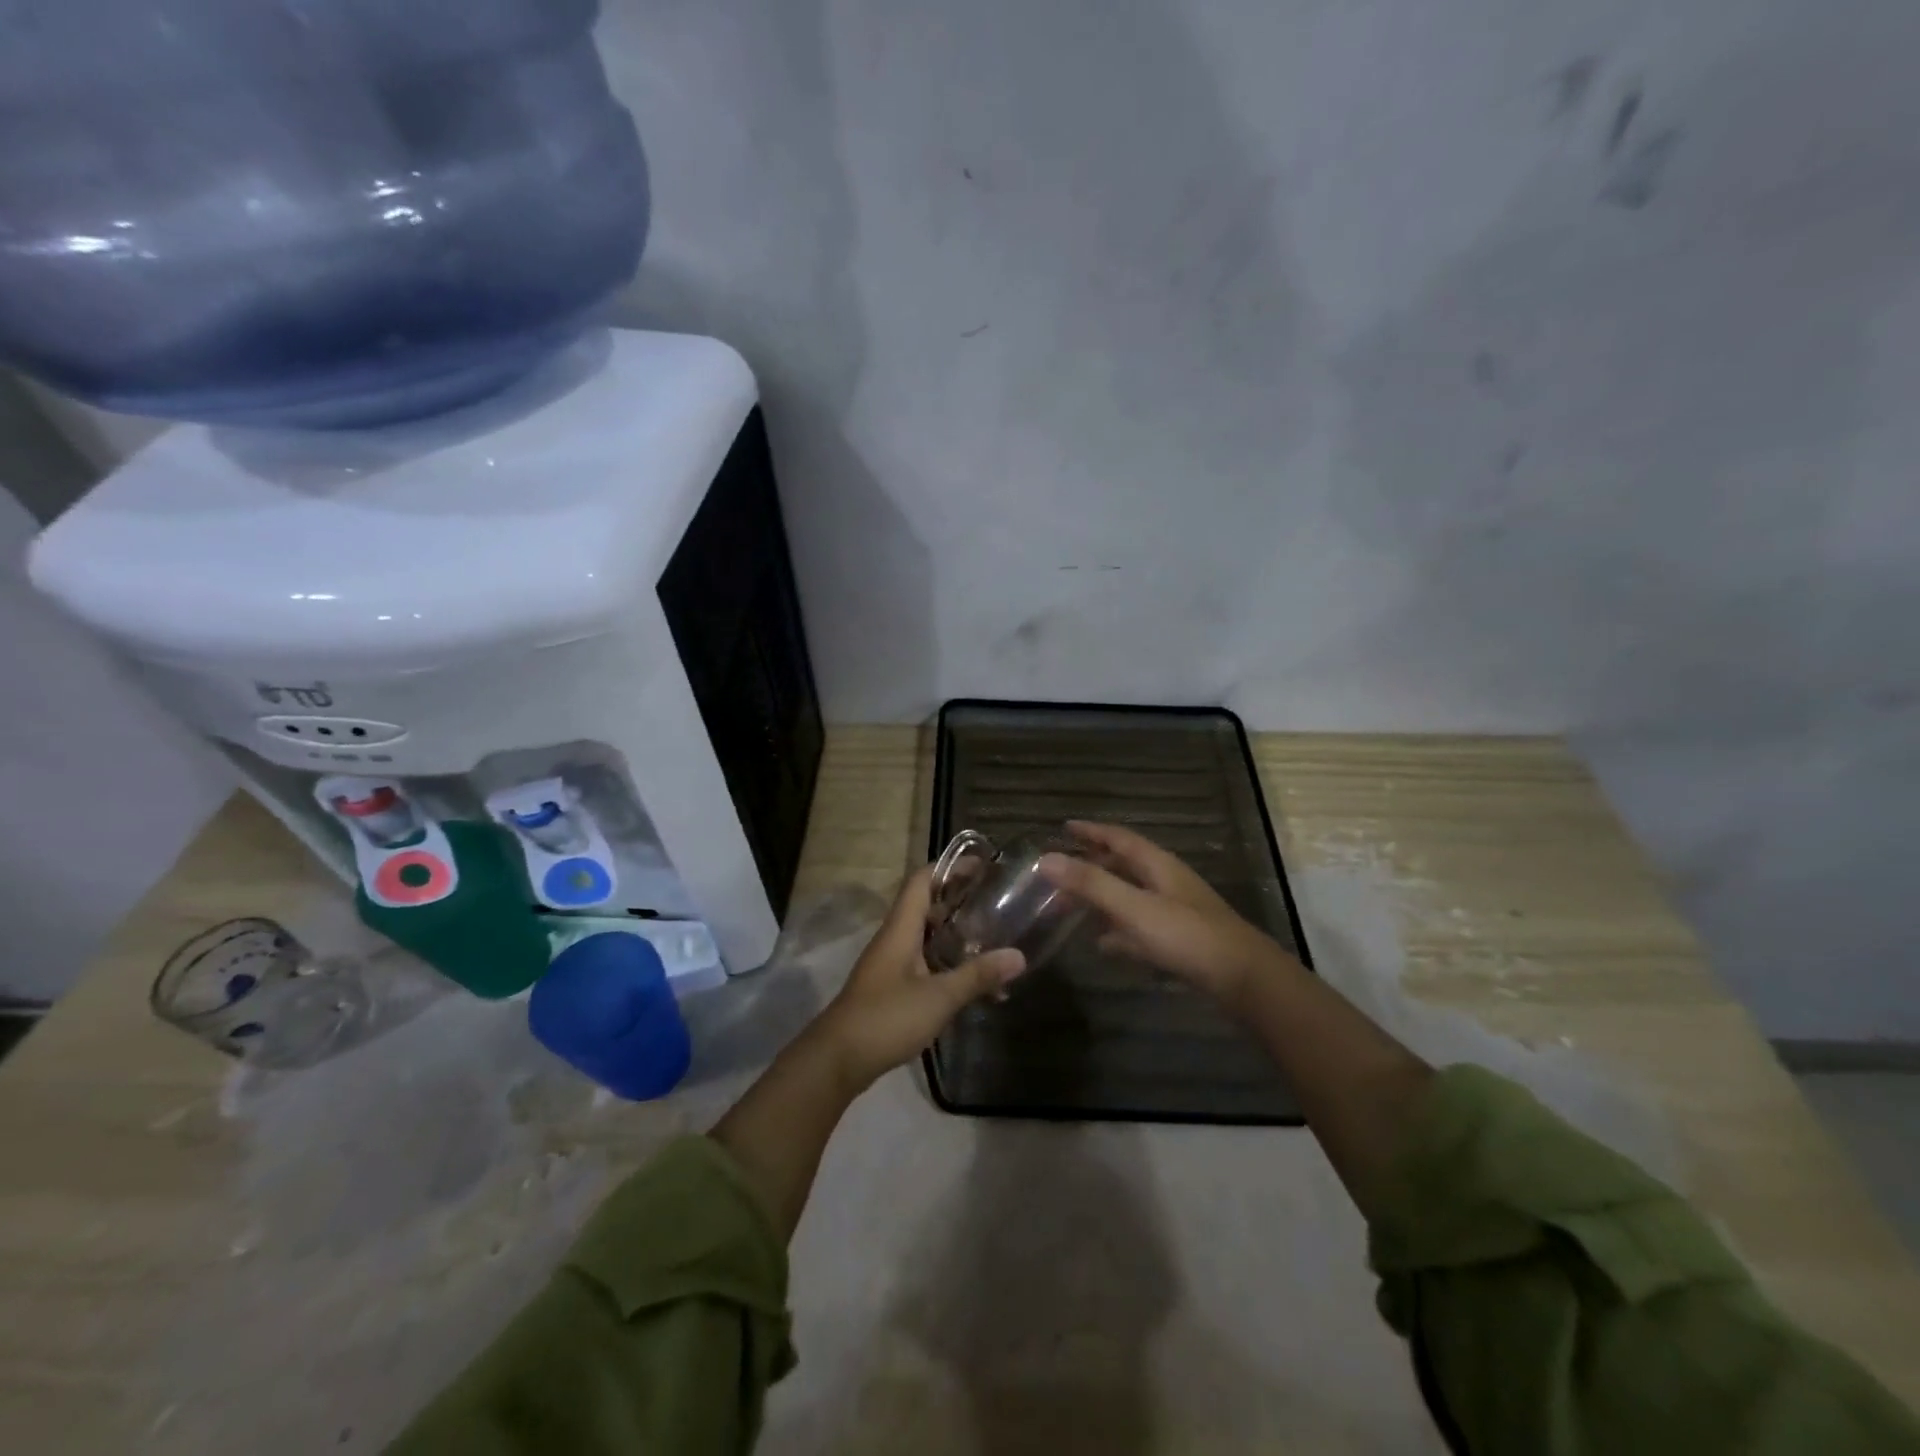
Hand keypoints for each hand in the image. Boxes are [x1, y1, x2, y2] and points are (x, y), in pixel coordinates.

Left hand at [810, 867, 1026, 1090]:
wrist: (838, 1058)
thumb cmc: (887, 1017)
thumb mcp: (939, 997)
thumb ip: (978, 976)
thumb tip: (1019, 956)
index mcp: (901, 928)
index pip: (921, 881)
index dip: (949, 868)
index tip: (981, 867)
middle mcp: (894, 938)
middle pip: (925, 905)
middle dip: (958, 900)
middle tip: (995, 901)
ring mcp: (891, 964)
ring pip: (926, 936)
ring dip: (954, 934)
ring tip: (992, 937)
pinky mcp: (891, 987)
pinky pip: (923, 962)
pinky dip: (947, 963)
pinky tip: (971, 980)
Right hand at [1039, 821, 1292, 1005]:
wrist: (1243, 979)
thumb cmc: (1187, 936)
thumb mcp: (1134, 908)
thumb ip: (1091, 884)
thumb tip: (1044, 858)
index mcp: (1157, 865)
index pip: (1119, 838)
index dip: (1091, 831)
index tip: (1065, 826)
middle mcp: (1166, 882)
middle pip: (1123, 865)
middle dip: (1091, 866)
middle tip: (1059, 872)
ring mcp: (1175, 911)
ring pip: (1130, 896)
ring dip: (1102, 897)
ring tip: (1071, 906)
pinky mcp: (1179, 940)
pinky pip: (1139, 926)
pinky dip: (1118, 930)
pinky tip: (1104, 945)